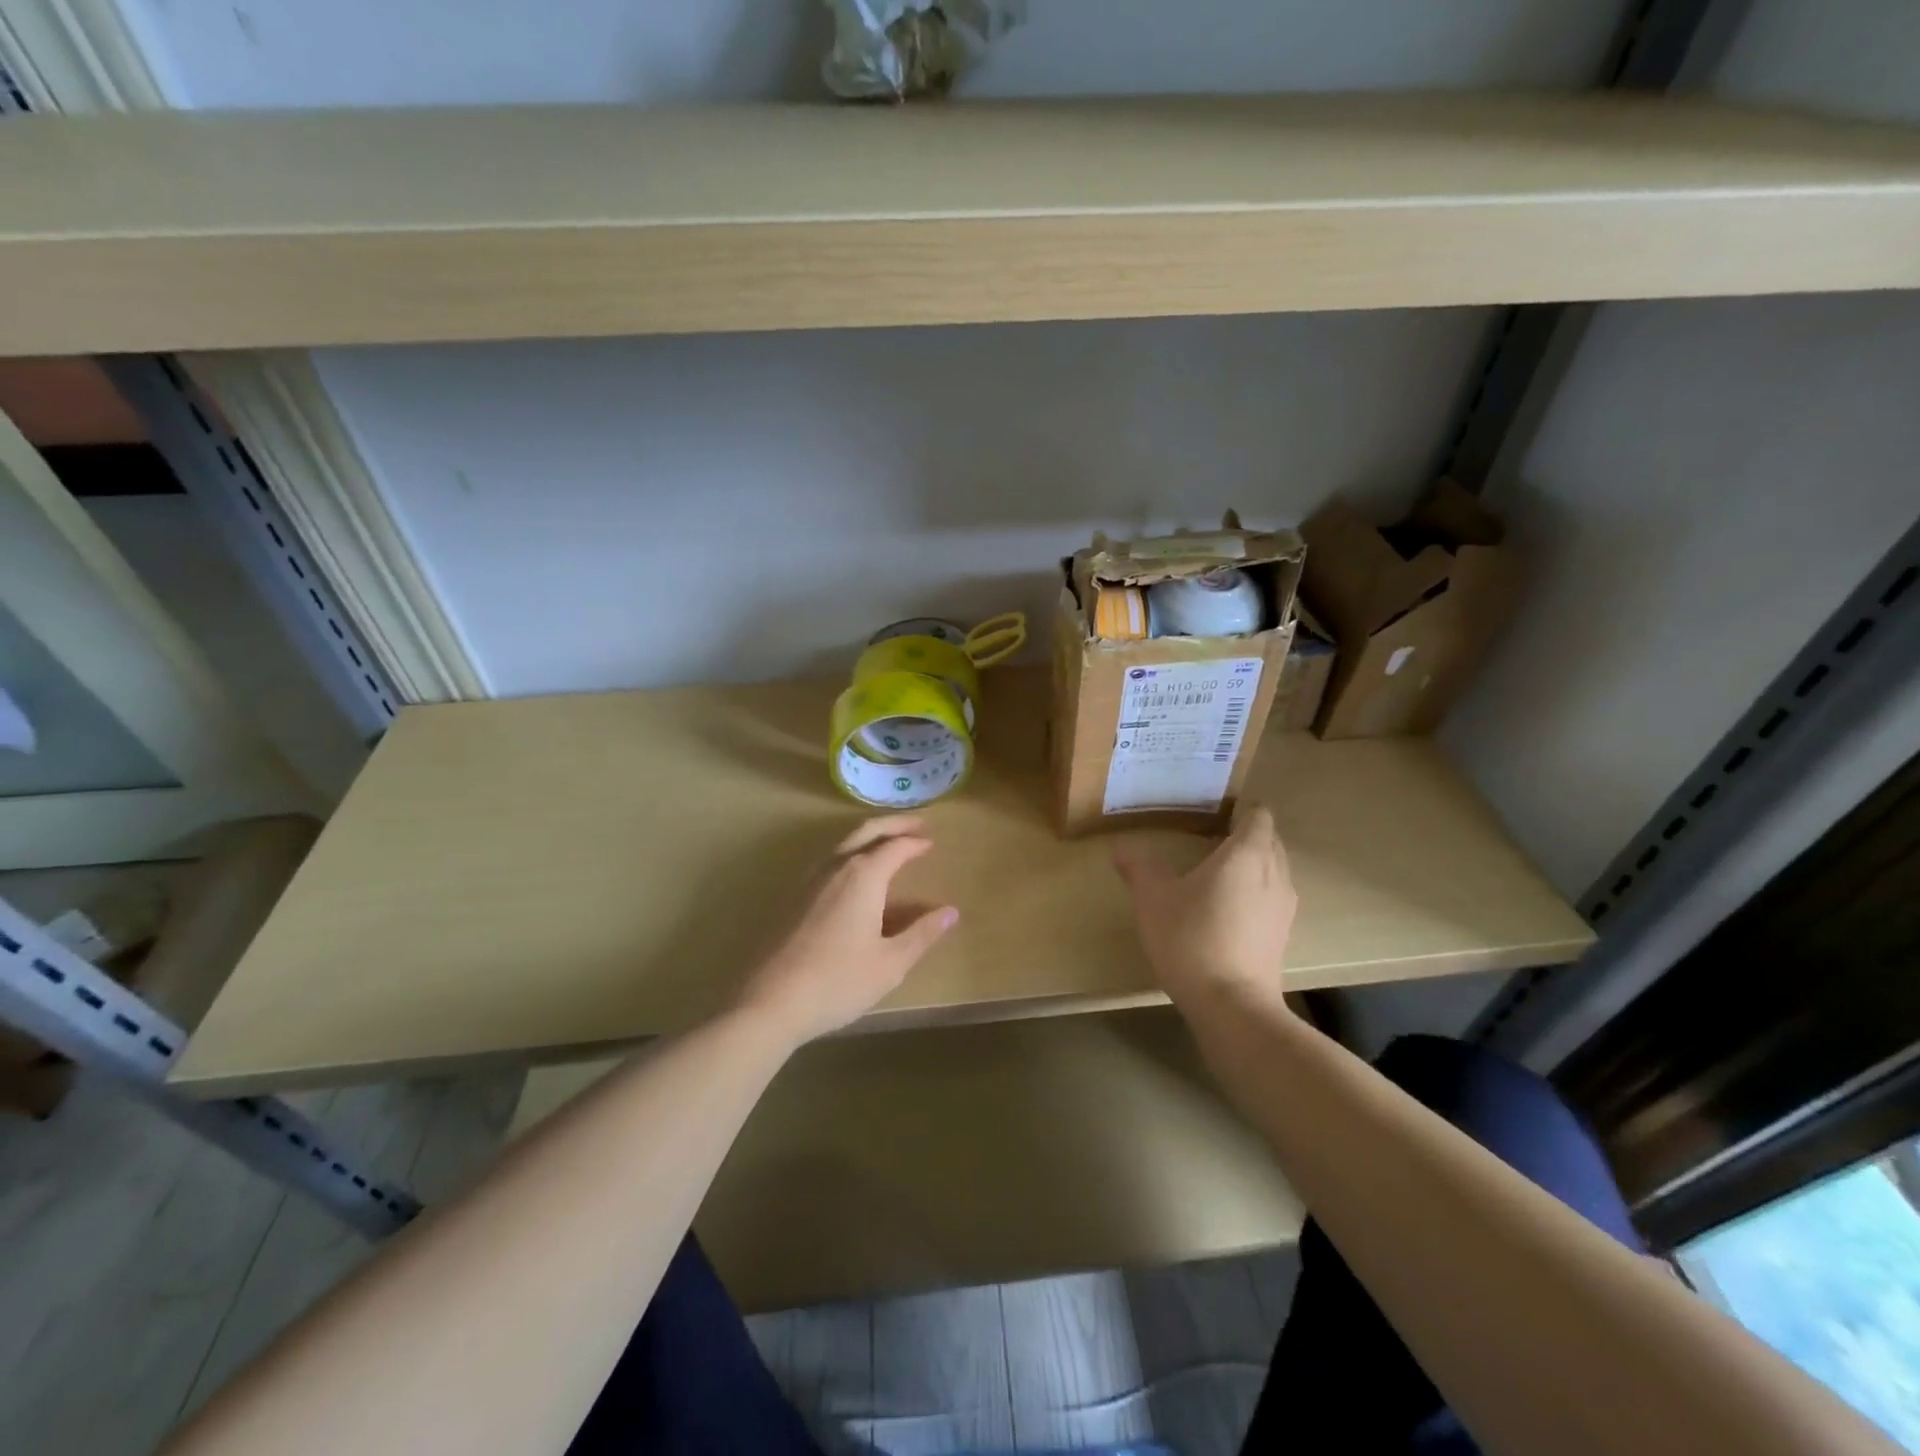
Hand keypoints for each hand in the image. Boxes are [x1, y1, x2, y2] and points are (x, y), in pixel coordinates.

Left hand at [734, 816, 958, 1047]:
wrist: (769, 1002)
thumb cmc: (838, 982)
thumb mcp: (891, 963)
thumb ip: (922, 934)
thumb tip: (950, 912)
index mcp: (863, 876)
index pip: (896, 847)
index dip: (915, 843)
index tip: (932, 843)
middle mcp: (836, 867)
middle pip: (866, 831)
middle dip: (893, 824)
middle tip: (915, 824)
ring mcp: (809, 880)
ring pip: (843, 843)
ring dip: (869, 836)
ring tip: (887, 842)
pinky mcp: (793, 898)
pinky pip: (828, 861)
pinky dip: (850, 854)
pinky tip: (853, 875)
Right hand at [1113, 804, 1297, 1008]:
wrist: (1232, 1005)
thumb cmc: (1192, 939)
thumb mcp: (1153, 899)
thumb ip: (1139, 868)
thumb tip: (1121, 848)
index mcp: (1247, 854)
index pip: (1259, 815)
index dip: (1240, 810)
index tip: (1213, 814)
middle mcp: (1275, 873)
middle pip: (1270, 840)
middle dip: (1244, 835)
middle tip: (1208, 838)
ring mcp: (1284, 906)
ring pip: (1274, 869)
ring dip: (1252, 865)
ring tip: (1216, 874)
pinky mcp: (1283, 934)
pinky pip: (1273, 896)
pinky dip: (1256, 892)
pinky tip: (1226, 909)